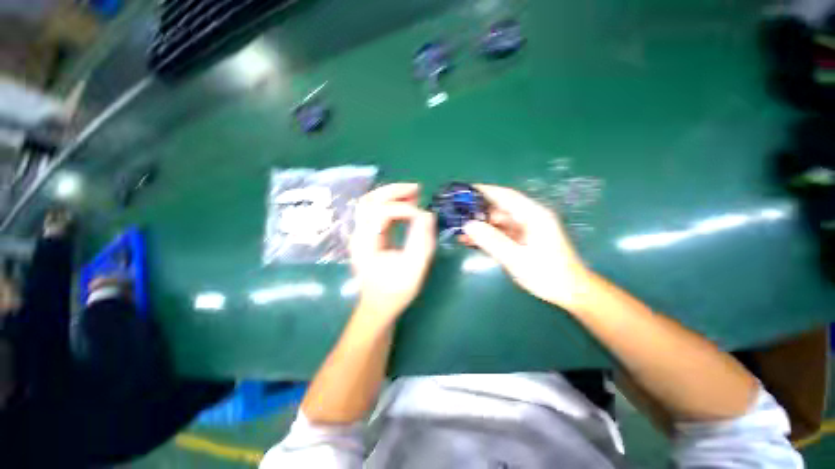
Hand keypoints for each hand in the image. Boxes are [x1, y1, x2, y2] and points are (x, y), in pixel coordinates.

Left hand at [350, 183, 435, 324]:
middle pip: (369, 200)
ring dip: (391, 195)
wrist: (378, 306)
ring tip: (414, 193)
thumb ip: (421, 241)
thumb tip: (427, 215)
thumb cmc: (395, 292)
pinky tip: (408, 205)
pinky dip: (392, 204)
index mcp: (365, 243)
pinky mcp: (370, 236)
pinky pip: (377, 212)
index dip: (403, 209)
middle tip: (417, 189)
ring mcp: (362, 234)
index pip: (380, 212)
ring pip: (371, 203)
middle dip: (393, 191)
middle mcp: (359, 234)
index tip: (422, 216)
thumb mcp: (413, 269)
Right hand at [461, 184, 591, 310]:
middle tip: (456, 214)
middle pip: (499, 208)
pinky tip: (471, 240)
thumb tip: (468, 225)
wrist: (569, 292)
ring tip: (460, 230)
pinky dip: (486, 235)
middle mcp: (529, 218)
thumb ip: (492, 241)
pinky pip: (500, 233)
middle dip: (478, 211)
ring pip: (498, 222)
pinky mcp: (521, 239)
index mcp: (534, 216)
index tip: (465, 190)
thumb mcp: (517, 259)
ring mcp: (525, 229)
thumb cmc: (547, 274)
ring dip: (480, 225)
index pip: (506, 196)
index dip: (485, 191)